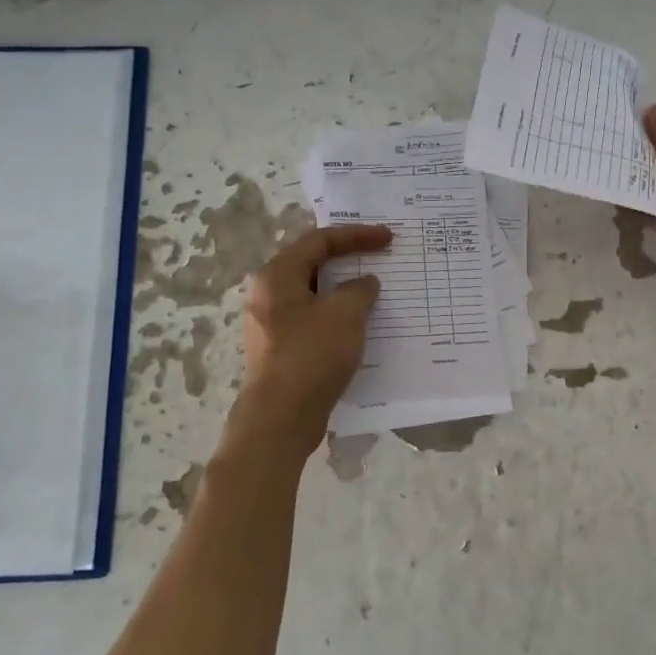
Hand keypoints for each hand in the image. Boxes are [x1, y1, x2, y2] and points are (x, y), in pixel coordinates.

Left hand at [233, 224, 390, 449]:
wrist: (280, 419)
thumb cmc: (311, 355)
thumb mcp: (345, 313)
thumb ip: (359, 289)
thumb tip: (364, 284)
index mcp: (276, 275)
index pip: (319, 241)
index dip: (356, 235)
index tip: (388, 238)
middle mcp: (267, 294)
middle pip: (313, 265)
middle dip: (348, 260)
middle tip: (379, 257)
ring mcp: (271, 324)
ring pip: (314, 294)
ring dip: (345, 290)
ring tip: (375, 291)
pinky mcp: (281, 349)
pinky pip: (314, 319)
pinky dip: (338, 315)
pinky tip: (360, 325)